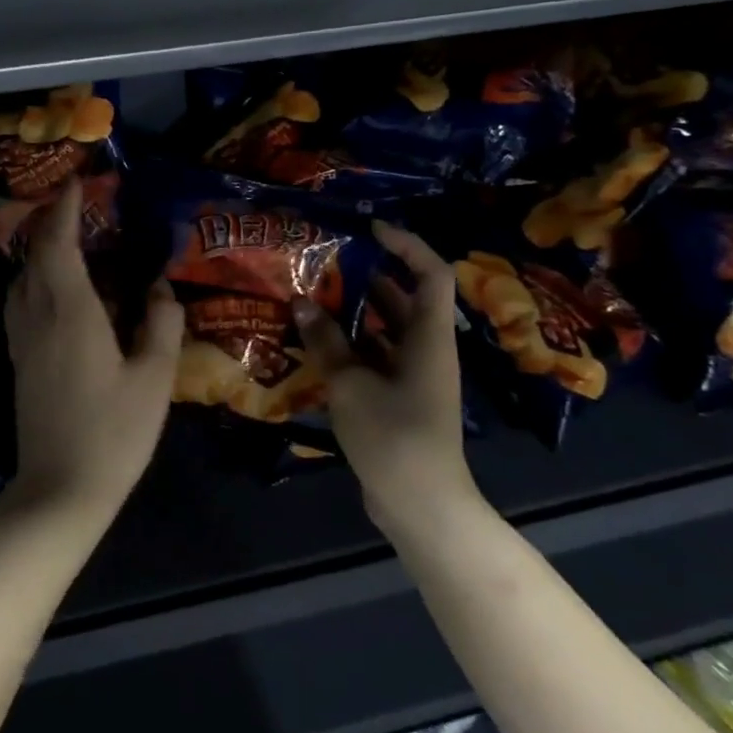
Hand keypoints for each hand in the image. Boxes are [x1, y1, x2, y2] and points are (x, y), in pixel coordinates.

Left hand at [4, 178, 183, 518]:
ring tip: (67, 242)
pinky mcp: (18, 361)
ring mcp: (21, 340)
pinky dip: (33, 279)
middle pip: (33, 255)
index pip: (58, 244)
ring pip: (20, 278)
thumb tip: (160, 286)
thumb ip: (161, 324)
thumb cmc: (114, 433)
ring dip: (38, 251)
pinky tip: (55, 291)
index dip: (64, 209)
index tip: (75, 183)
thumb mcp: (154, 379)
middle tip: (75, 206)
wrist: (60, 490)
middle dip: (49, 223)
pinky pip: (19, 302)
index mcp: (70, 312)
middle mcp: (37, 316)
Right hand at [294, 222, 481, 541]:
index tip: (370, 228)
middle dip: (367, 275)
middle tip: (325, 260)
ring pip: (385, 328)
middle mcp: (426, 349)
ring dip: (353, 310)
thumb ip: (326, 341)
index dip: (406, 245)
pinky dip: (348, 344)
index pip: (431, 274)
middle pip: (404, 297)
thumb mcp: (351, 384)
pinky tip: (313, 341)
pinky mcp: (397, 397)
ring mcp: (412, 375)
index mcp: (429, 338)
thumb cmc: (394, 436)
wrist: (420, 504)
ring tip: (311, 294)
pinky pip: (373, 356)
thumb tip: (301, 302)